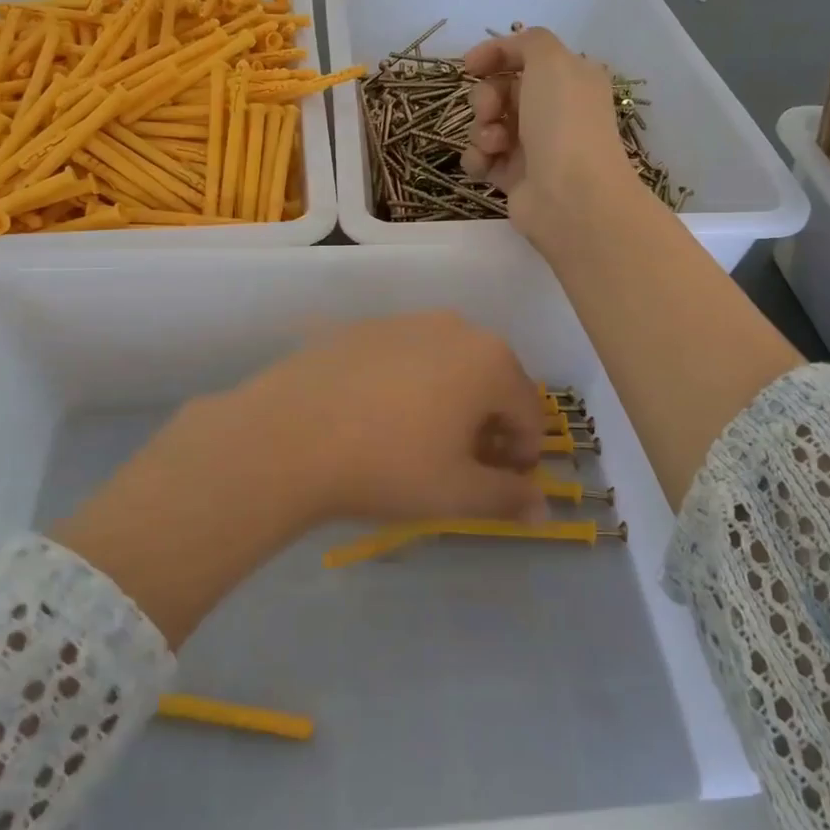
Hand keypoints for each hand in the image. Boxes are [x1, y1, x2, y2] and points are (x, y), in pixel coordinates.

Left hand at [227, 311, 547, 524]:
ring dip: (451, 401)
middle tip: (465, 465)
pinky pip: (405, 357)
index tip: (503, 484)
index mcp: (490, 360)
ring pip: (448, 364)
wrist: (288, 434)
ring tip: (422, 441)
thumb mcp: (456, 493)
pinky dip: (410, 384)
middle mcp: (455, 327)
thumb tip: (541, 508)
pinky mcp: (362, 327)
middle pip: (491, 380)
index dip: (524, 453)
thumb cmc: (388, 465)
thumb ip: (507, 498)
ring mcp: (405, 321)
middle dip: (489, 424)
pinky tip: (379, 417)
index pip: (529, 411)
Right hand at [460, 28, 637, 239]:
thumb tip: (507, 51)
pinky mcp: (515, 177)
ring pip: (487, 125)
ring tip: (494, 144)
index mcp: (569, 79)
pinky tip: (485, 164)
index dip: (495, 55)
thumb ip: (529, 42)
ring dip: (480, 129)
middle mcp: (553, 110)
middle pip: (500, 91)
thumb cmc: (563, 123)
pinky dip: (478, 159)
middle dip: (486, 97)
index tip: (469, 65)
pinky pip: (483, 158)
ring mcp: (534, 146)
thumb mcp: (552, 61)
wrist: (571, 196)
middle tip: (490, 111)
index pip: (524, 57)